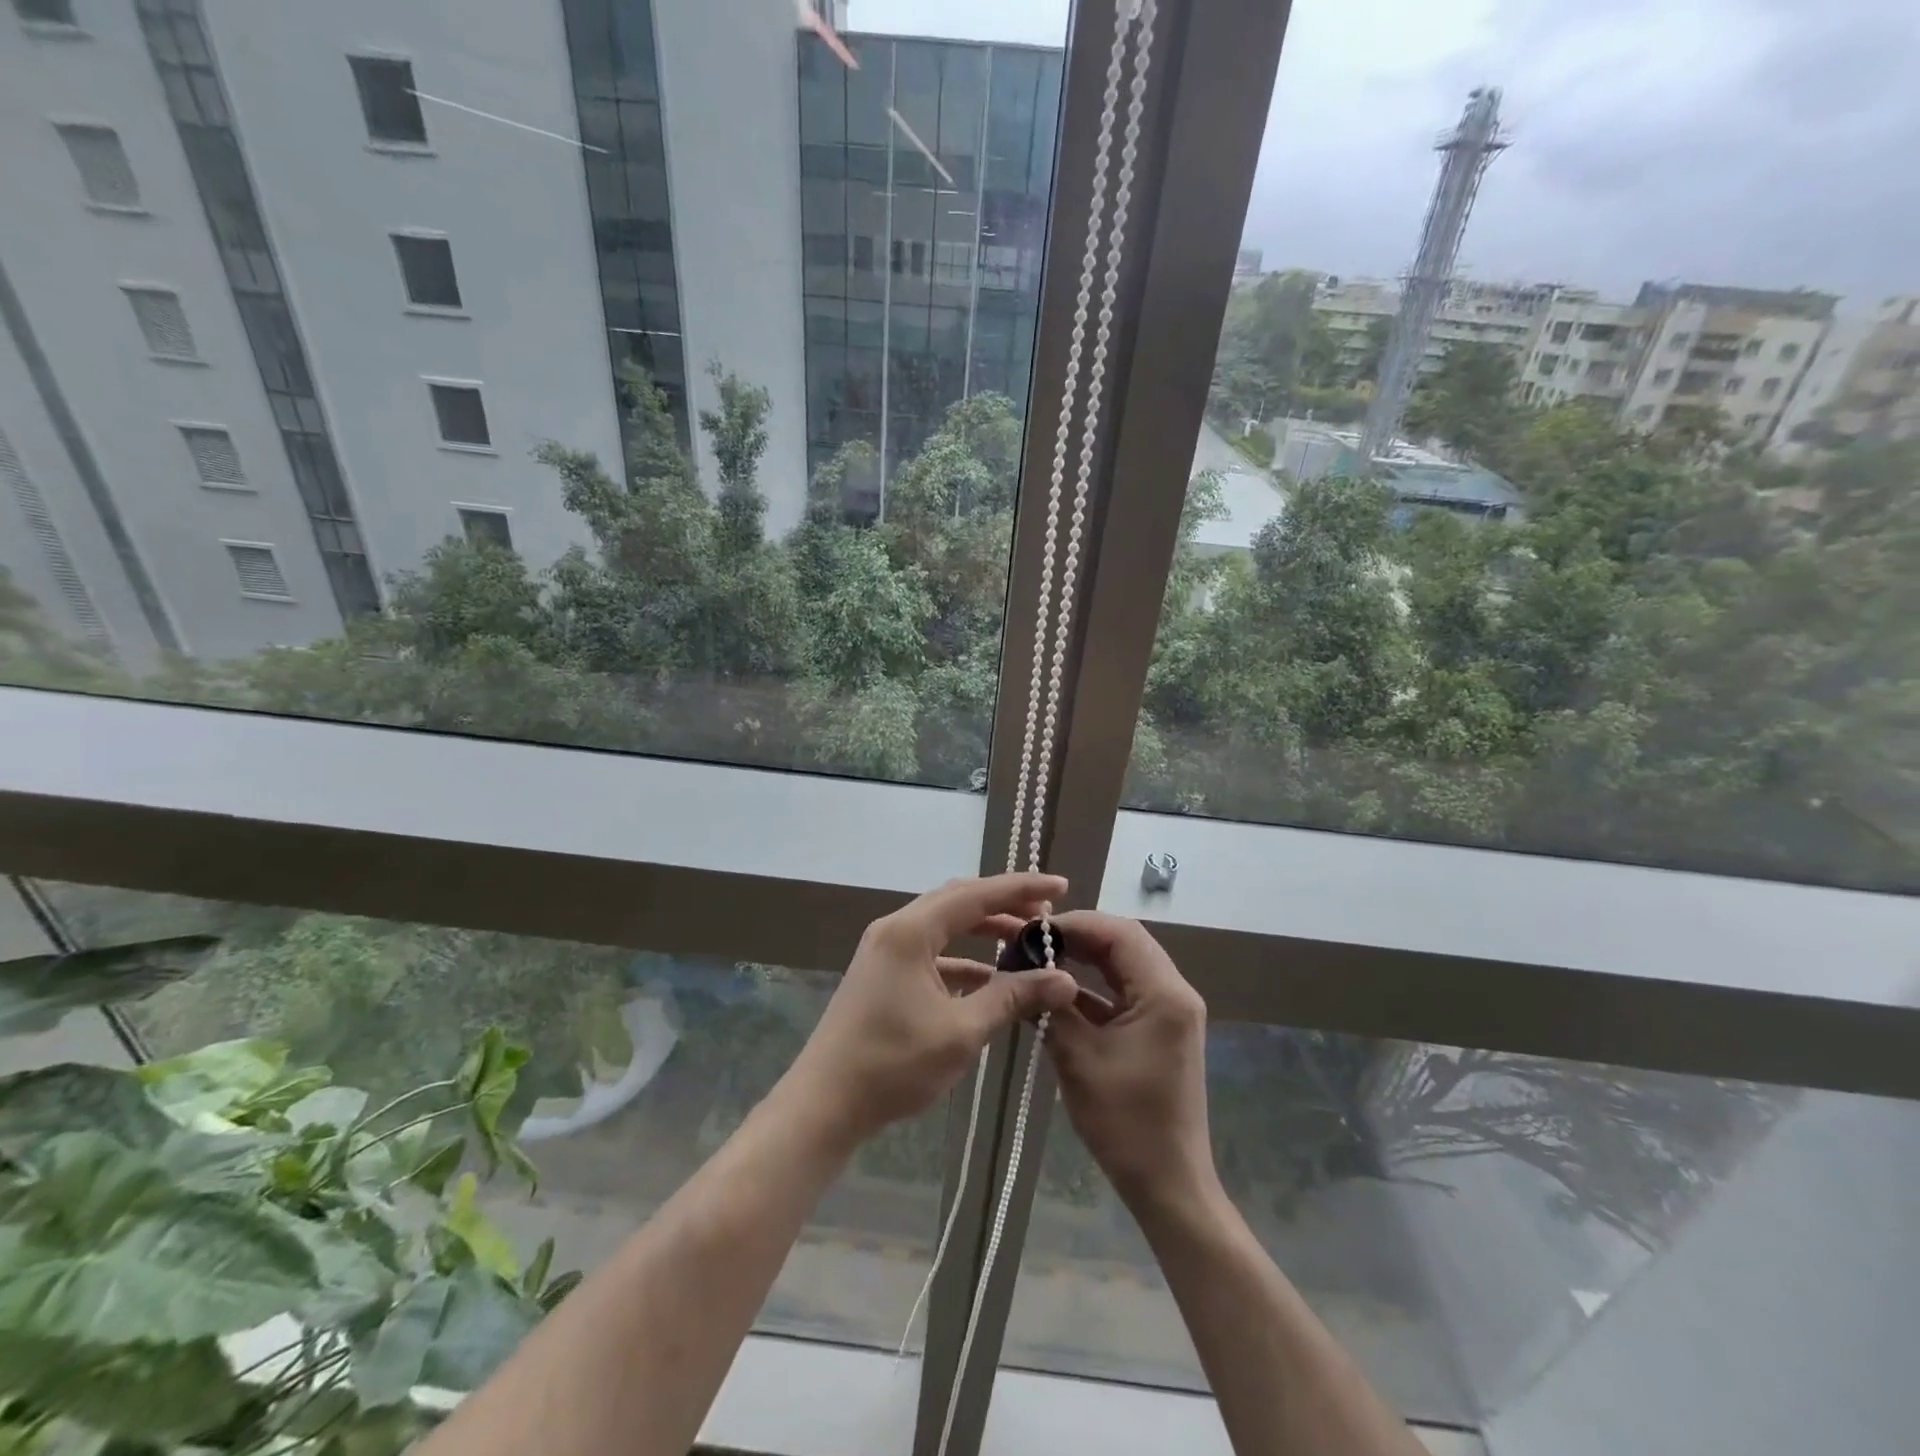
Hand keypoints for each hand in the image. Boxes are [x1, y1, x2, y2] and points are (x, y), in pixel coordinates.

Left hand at [782, 874, 1080, 1148]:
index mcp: (911, 931)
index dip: (1021, 888)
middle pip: (958, 900)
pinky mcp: (883, 973)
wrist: (824, 1104)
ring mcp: (886, 950)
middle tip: (1046, 914)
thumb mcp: (961, 1032)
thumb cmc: (893, 1065)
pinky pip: (931, 951)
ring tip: (1024, 940)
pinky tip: (988, 978)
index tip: (1061, 886)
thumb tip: (1064, 979)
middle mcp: (896, 928)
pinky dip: (962, 957)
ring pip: (944, 924)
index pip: (976, 894)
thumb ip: (1012, 998)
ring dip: (983, 929)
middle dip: (1004, 903)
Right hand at [1042, 912, 1218, 1208]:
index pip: (1119, 933)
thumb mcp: (1079, 1059)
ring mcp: (1168, 1011)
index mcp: (1164, 994)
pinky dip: (1092, 986)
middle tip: (1032, 940)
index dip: (1076, 923)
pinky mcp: (1158, 1029)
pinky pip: (1123, 991)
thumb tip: (1024, 970)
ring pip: (1123, 964)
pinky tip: (1057, 991)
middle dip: (1077, 936)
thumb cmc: (1126, 1123)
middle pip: (1124, 942)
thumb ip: (1053, 1007)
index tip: (1034, 929)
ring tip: (1039, 958)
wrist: (1167, 1184)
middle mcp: (1173, 992)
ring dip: (1084, 958)